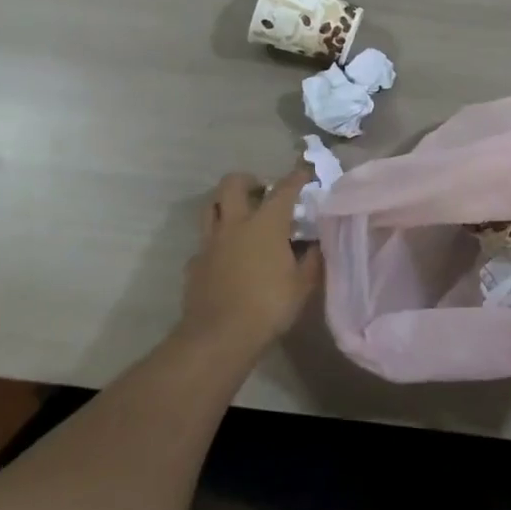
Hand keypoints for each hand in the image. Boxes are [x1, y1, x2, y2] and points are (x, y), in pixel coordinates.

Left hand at [180, 168, 323, 361]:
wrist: (218, 337)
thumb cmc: (268, 307)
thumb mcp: (302, 286)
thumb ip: (312, 259)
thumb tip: (316, 243)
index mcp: (266, 223)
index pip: (284, 189)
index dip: (296, 177)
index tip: (304, 173)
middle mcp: (235, 223)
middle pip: (233, 183)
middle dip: (248, 179)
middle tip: (261, 191)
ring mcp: (210, 241)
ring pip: (211, 206)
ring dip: (225, 202)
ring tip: (240, 214)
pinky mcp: (194, 262)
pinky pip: (204, 241)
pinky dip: (216, 241)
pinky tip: (225, 255)